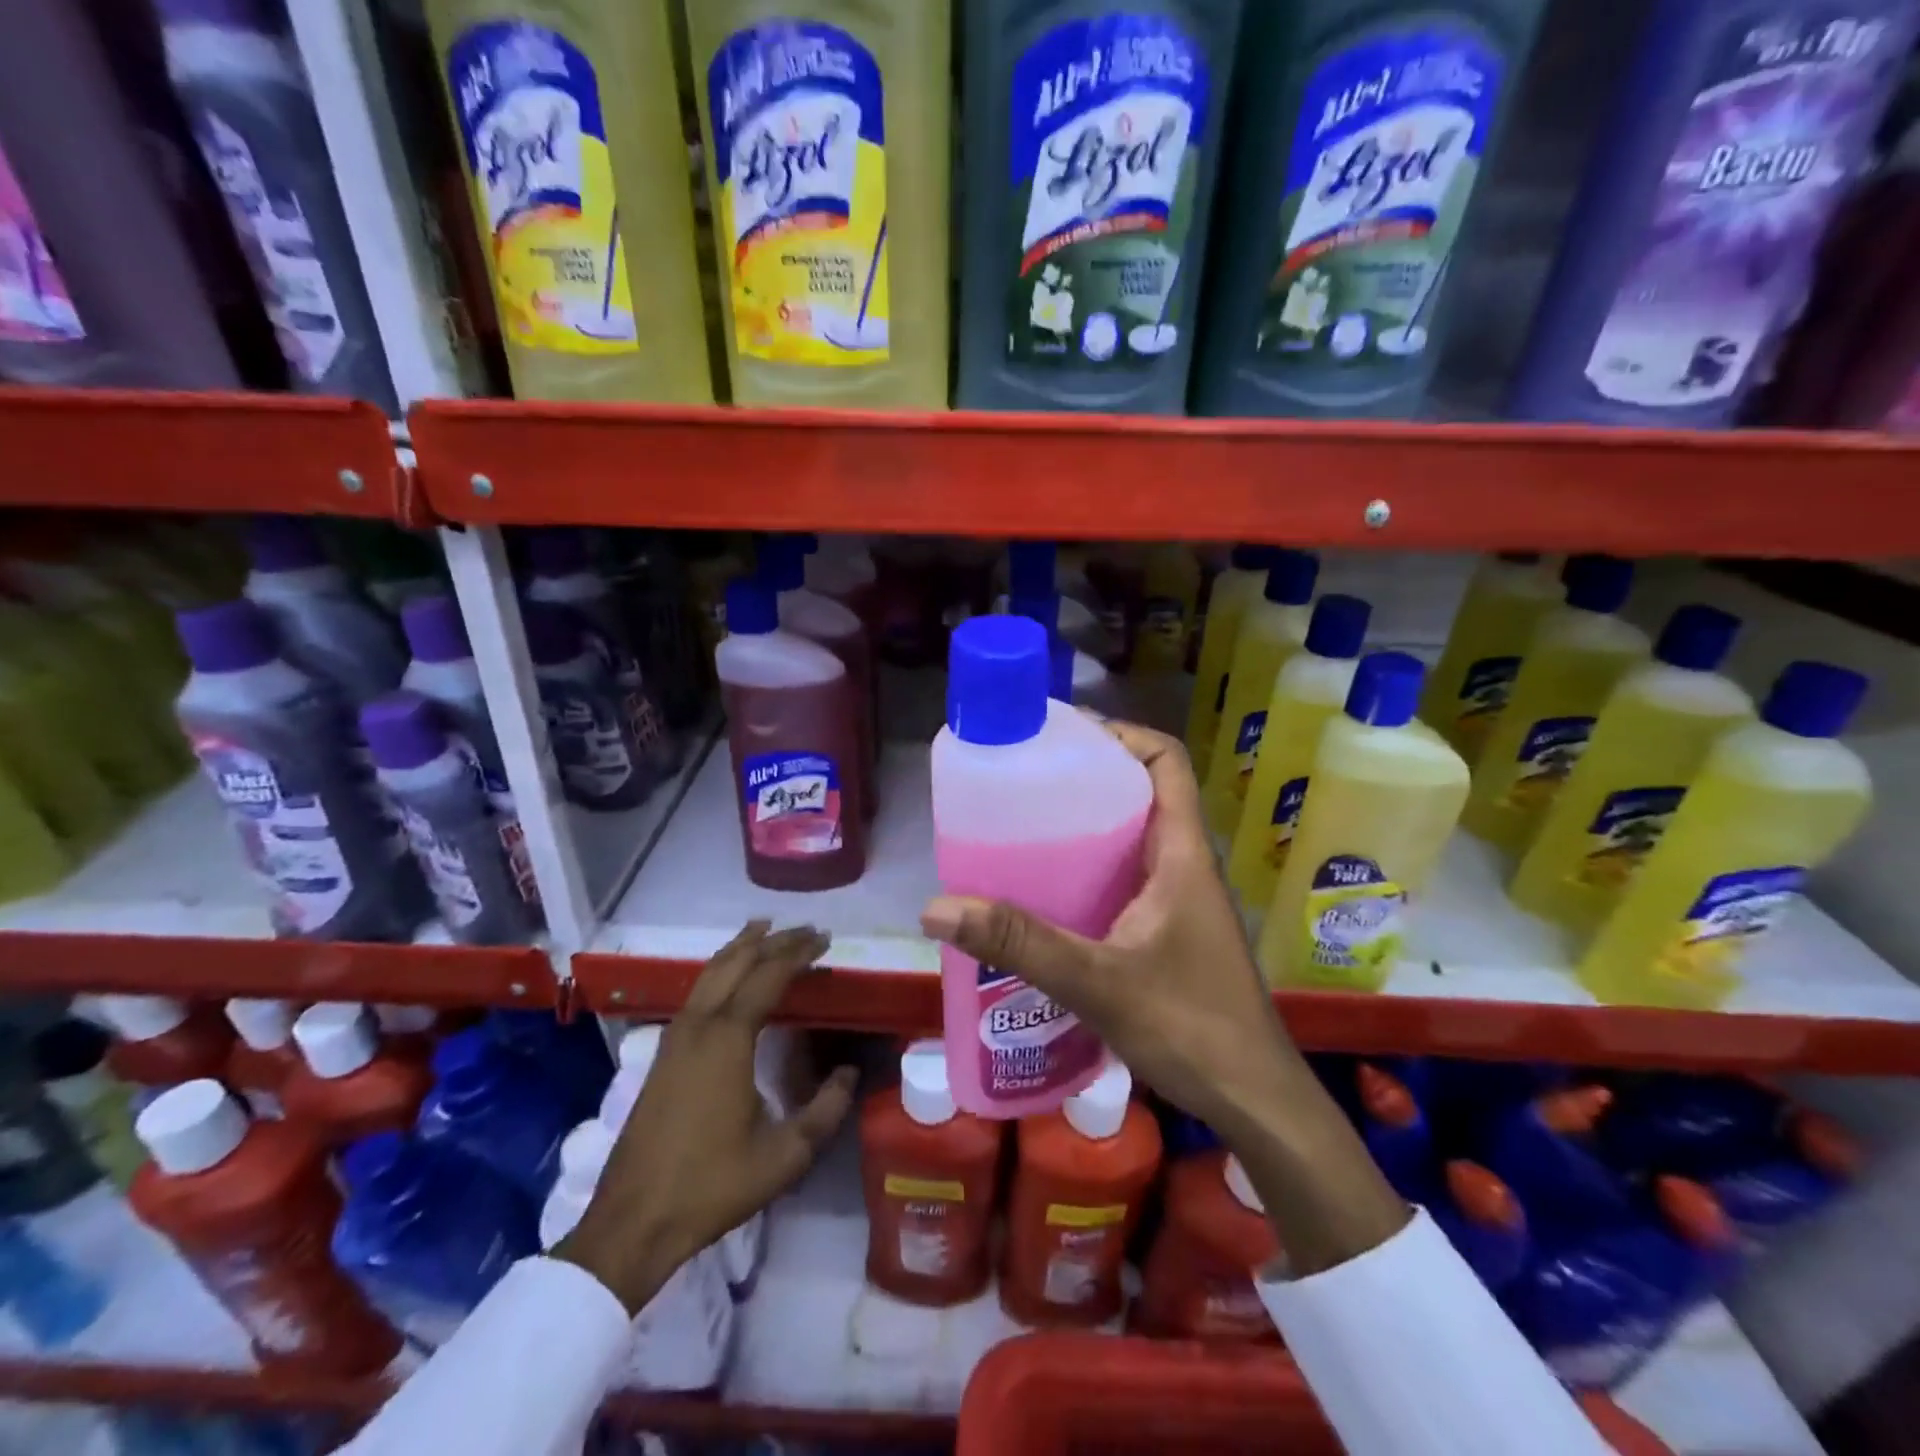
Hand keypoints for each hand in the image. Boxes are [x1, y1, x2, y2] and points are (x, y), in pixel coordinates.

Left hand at [555, 922, 857, 1312]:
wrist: (633, 1221)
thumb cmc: (713, 1185)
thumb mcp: (785, 1155)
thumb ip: (826, 1110)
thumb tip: (850, 1073)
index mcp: (728, 1039)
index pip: (768, 975)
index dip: (798, 953)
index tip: (825, 938)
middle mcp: (699, 1025)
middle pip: (737, 962)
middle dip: (773, 940)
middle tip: (805, 929)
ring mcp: (674, 1037)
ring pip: (710, 972)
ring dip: (741, 948)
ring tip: (765, 930)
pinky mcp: (662, 1054)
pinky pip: (696, 991)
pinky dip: (720, 970)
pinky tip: (729, 977)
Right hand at [919, 721, 1406, 1274]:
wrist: (1255, 1102)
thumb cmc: (1191, 1028)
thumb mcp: (1097, 981)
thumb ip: (1020, 944)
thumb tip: (937, 908)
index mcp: (1183, 852)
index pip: (1166, 761)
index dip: (1121, 735)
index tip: (1064, 737)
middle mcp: (1186, 865)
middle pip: (1142, 793)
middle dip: (1088, 779)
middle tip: (1026, 782)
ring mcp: (1182, 901)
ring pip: (1133, 840)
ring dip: (1087, 829)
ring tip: (1024, 830)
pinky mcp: (1172, 933)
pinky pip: (1128, 881)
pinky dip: (1090, 874)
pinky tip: (1048, 899)